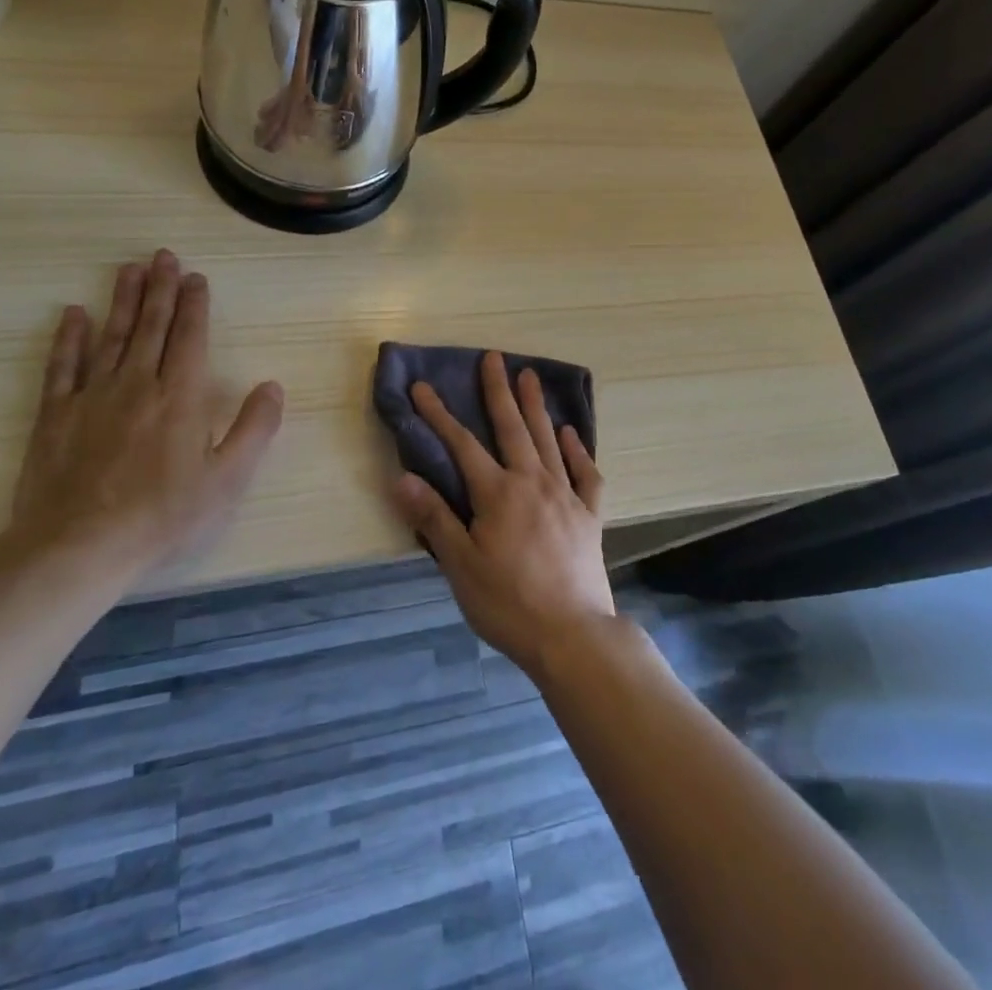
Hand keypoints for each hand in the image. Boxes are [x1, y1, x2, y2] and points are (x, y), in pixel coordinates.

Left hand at [5, 249, 284, 582]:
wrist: (79, 548)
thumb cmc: (163, 516)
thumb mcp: (228, 480)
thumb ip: (254, 429)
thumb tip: (272, 386)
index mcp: (181, 396)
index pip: (190, 337)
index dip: (194, 305)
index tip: (195, 277)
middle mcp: (138, 383)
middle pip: (151, 326)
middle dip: (160, 288)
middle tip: (162, 256)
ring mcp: (92, 396)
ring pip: (112, 335)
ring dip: (123, 300)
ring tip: (129, 268)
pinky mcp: (56, 415)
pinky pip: (63, 366)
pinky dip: (69, 337)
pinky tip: (74, 314)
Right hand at [389, 352, 612, 674]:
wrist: (573, 635)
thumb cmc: (508, 603)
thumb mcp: (461, 566)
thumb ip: (433, 517)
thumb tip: (401, 476)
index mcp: (498, 493)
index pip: (462, 444)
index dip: (439, 414)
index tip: (423, 386)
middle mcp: (533, 482)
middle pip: (512, 428)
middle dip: (498, 391)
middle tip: (494, 357)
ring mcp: (565, 496)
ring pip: (548, 440)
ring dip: (536, 407)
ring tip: (529, 376)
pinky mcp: (589, 515)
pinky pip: (586, 473)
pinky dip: (578, 450)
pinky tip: (571, 434)